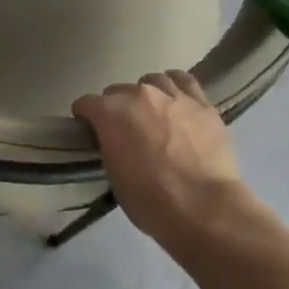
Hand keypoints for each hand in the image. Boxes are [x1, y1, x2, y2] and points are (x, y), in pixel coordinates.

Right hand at [72, 70, 243, 241]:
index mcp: (111, 113)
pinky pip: (184, 81)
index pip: (87, 103)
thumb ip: (109, 145)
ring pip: (152, 82)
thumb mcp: (113, 173)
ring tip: (150, 112)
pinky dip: (174, 86)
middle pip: (118, 91)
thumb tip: (114, 139)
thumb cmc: (149, 199)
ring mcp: (174, 96)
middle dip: (115, 107)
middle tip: (122, 129)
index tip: (88, 130)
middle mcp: (140, 95)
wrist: (202, 207)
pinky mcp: (202, 103)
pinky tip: (174, 98)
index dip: (85, 117)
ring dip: (145, 95)